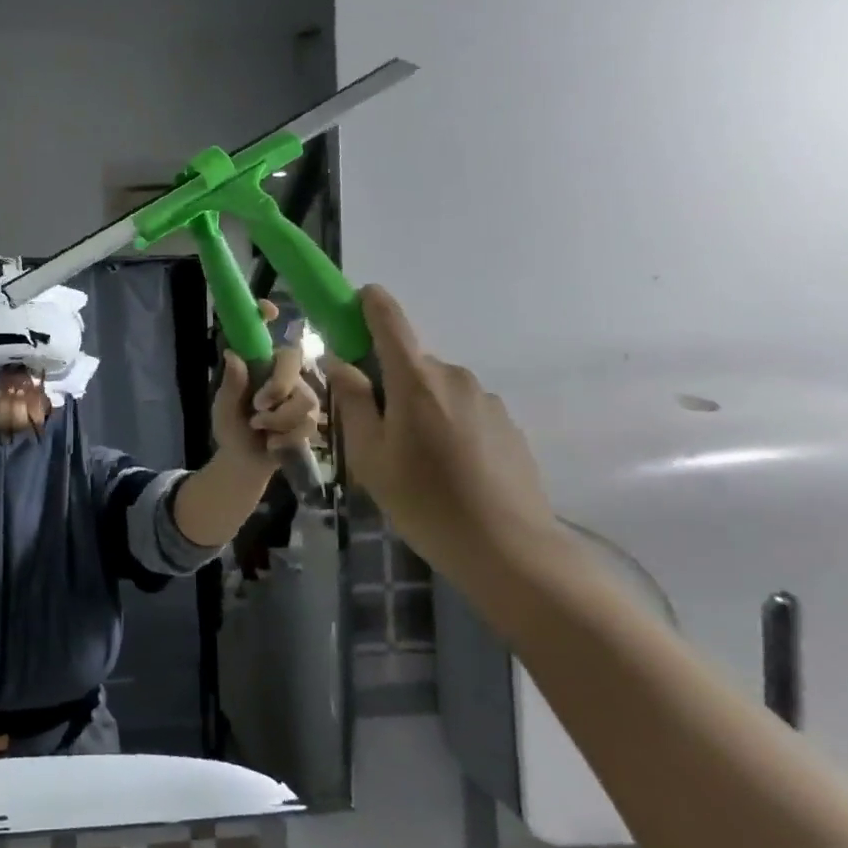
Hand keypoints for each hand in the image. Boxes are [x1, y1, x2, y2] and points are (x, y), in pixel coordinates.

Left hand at [212, 300, 326, 467]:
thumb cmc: (232, 427)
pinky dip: (285, 437)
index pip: (262, 332)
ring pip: (304, 398)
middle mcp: (282, 371)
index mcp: (257, 363)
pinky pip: (308, 422)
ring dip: (278, 419)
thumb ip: (231, 385)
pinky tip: (273, 443)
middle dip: (278, 386)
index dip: (265, 314)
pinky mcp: (311, 417)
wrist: (245, 461)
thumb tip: (233, 355)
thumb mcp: (223, 408)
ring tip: (259, 429)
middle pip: (293, 359)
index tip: (267, 309)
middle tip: (258, 406)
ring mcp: (300, 392)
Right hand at [322, 286, 560, 573]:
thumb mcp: (369, 456)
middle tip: (374, 431)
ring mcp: (485, 399)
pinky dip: (445, 426)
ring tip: (414, 461)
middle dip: (387, 383)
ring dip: (417, 408)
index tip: (355, 299)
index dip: (370, 303)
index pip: (390, 321)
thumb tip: (339, 362)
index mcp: (415, 380)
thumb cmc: (423, 501)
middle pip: (409, 364)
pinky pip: (461, 410)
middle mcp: (453, 377)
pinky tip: (447, 470)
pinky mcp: (505, 423)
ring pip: (435, 389)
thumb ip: (351, 402)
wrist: (508, 548)